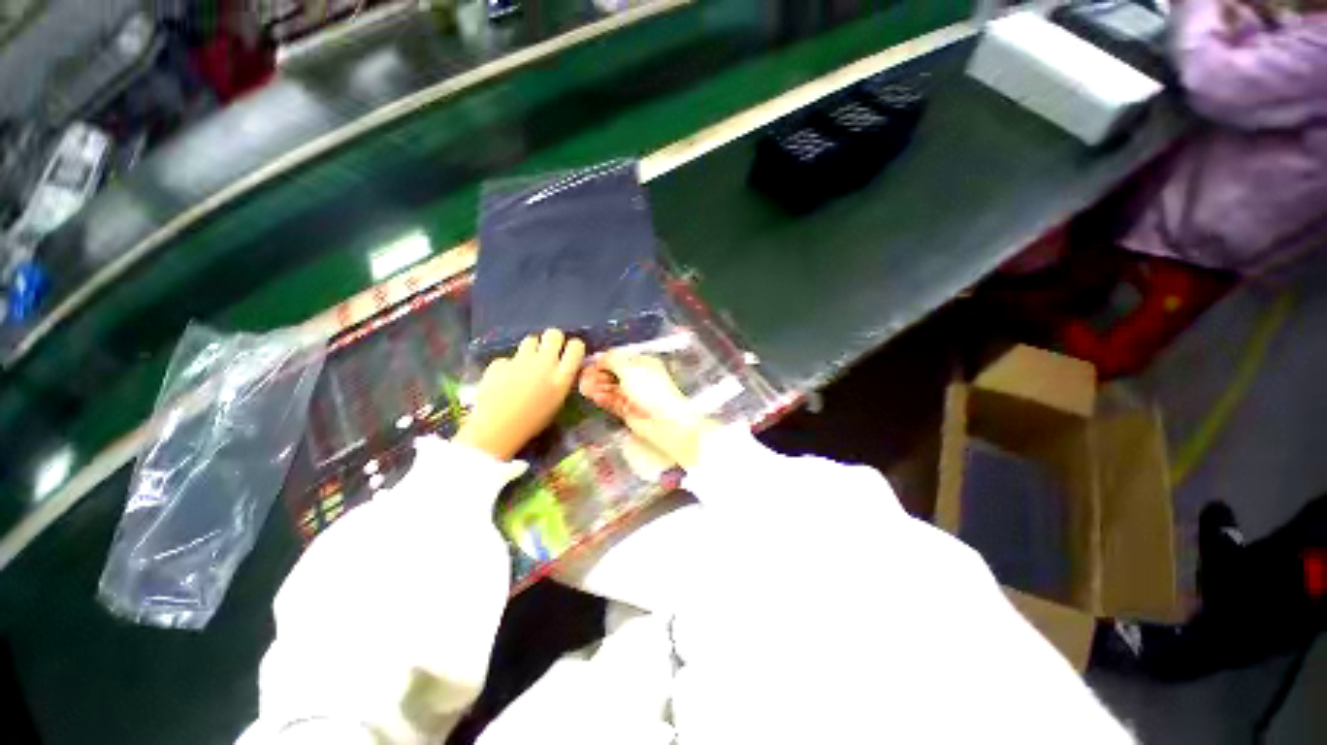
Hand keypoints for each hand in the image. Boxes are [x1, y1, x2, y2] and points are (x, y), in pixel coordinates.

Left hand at [454, 329, 584, 459]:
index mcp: (561, 376)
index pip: (576, 346)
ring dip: (532, 349)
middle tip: (548, 352)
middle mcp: (544, 363)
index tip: (569, 353)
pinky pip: (510, 357)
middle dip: (553, 340)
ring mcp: (521, 360)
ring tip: (527, 365)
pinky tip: (505, 380)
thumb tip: (563, 368)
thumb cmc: (532, 421)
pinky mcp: (500, 362)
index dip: (573, 347)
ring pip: (531, 339)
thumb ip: (562, 381)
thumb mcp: (557, 402)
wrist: (496, 430)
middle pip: (554, 334)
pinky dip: (509, 365)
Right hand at [578, 352, 715, 467]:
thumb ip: (613, 361)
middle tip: (582, 377)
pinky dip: (604, 398)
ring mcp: (633, 395)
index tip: (589, 364)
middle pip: (614, 374)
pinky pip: (613, 401)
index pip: (620, 359)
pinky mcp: (628, 410)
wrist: (664, 420)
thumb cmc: (650, 389)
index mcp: (643, 364)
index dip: (605, 361)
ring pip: (611, 388)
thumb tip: (600, 357)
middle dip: (598, 374)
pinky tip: (595, 396)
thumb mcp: (630, 369)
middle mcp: (638, 378)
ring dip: (598, 386)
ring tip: (584, 387)